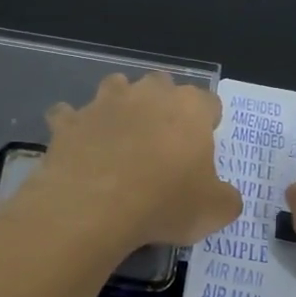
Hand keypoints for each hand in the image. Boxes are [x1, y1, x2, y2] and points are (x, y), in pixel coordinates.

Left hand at [26, 73, 241, 253]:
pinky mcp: (69, 121)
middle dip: (163, 105)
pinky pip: (69, 115)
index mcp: (189, 108)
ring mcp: (104, 103)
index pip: (209, 102)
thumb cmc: (164, 203)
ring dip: (119, 105)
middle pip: (161, 85)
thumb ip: (226, 198)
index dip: (207, 123)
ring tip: (120, 137)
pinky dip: (74, 127)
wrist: (94, 207)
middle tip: (162, 143)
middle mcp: (147, 94)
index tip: (202, 149)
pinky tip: (77, 148)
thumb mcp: (215, 211)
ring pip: (115, 88)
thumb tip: (224, 197)